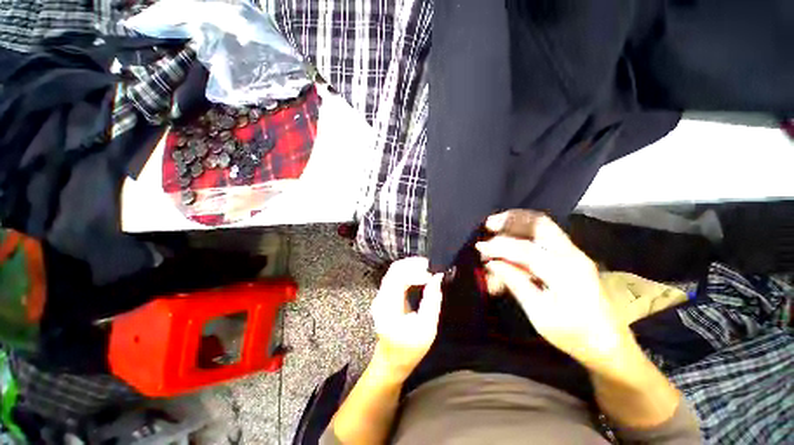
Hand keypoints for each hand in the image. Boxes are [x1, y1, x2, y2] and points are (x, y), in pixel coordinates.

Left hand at [370, 257, 443, 380]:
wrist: (392, 361)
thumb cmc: (410, 349)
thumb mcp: (427, 328)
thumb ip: (432, 301)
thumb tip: (438, 278)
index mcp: (388, 306)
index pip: (398, 276)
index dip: (416, 269)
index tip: (432, 273)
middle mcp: (381, 297)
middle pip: (395, 269)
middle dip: (414, 264)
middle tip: (431, 267)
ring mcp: (381, 296)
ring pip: (395, 271)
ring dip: (411, 267)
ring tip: (428, 269)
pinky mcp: (385, 296)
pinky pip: (396, 277)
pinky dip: (409, 273)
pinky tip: (420, 276)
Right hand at [476, 210, 634, 373]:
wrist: (608, 343)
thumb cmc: (573, 334)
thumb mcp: (539, 314)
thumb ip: (515, 283)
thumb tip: (492, 263)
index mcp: (565, 272)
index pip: (524, 250)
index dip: (498, 247)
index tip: (479, 247)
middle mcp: (572, 255)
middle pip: (539, 224)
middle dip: (511, 220)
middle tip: (488, 224)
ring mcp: (574, 253)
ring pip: (543, 225)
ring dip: (517, 222)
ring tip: (496, 224)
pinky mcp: (572, 256)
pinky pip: (545, 234)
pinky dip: (525, 231)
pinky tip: (511, 235)